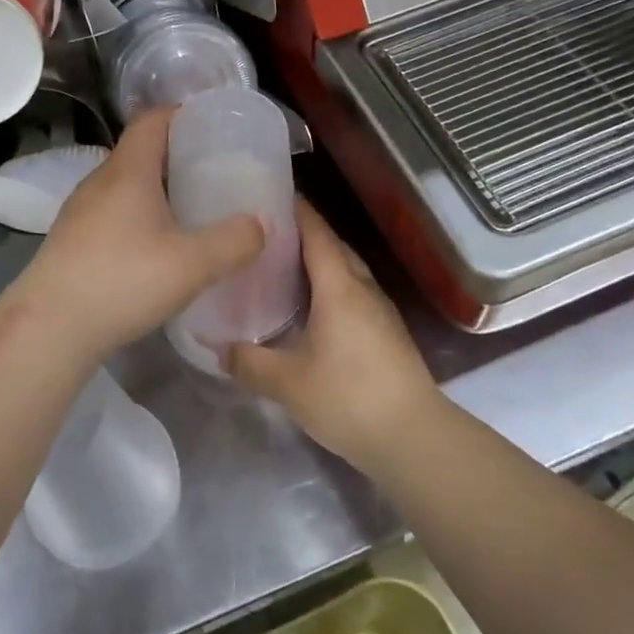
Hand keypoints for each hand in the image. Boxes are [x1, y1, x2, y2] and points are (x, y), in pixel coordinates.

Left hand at [7, 107, 263, 365]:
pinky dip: (140, 214)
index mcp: (127, 171)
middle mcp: (100, 181)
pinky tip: (158, 246)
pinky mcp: (72, 239)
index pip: (152, 120)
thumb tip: (263, 222)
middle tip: (215, 171)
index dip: (183, 114)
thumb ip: (234, 240)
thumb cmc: (122, 281)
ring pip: (126, 184)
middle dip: (178, 155)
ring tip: (192, 208)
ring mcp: (81, 210)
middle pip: (141, 150)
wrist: (48, 328)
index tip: (214, 126)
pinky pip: (113, 211)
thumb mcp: (192, 264)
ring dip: (158, 188)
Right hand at [226, 201, 440, 465]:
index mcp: (339, 286)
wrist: (415, 439)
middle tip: (265, 233)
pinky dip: (330, 285)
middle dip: (303, 233)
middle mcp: (362, 288)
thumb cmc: (348, 397)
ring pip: (346, 270)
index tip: (269, 194)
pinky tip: (310, 306)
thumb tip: (218, 348)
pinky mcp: (387, 332)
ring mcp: (380, 310)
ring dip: (319, 261)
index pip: (316, 232)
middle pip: (333, 246)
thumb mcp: (288, 383)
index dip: (295, 209)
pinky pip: (353, 292)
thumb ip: (249, 362)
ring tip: (282, 265)